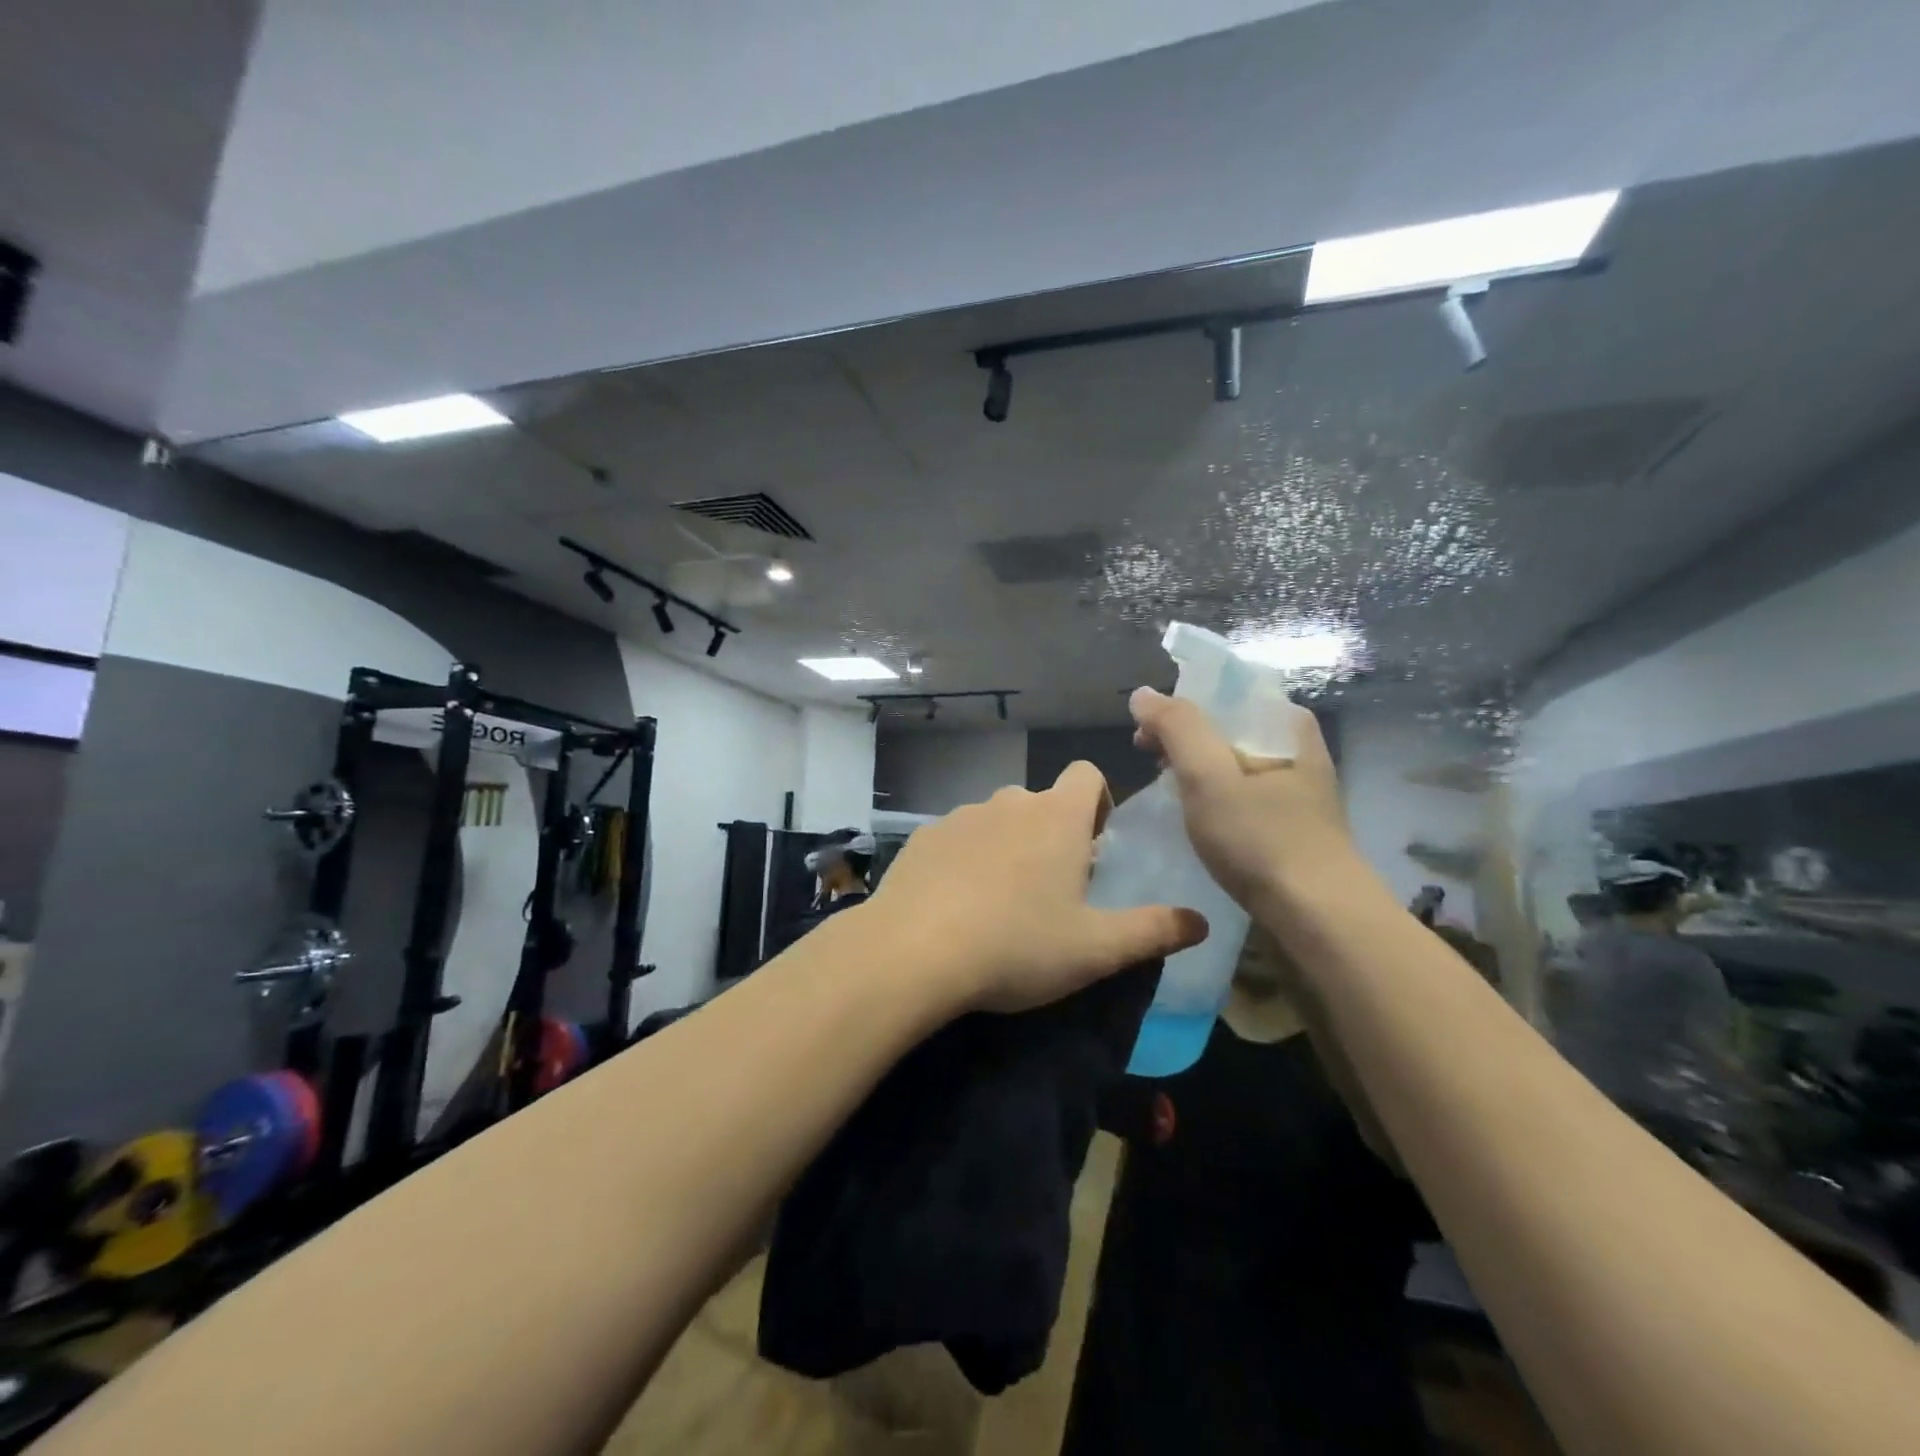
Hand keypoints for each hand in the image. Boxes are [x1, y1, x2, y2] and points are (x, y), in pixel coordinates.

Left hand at [868, 761, 1207, 1014]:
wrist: (913, 952)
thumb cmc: (1016, 945)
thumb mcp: (1095, 949)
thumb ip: (1153, 931)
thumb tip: (1201, 922)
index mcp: (1056, 816)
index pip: (1087, 774)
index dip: (1097, 802)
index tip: (1093, 846)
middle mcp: (1008, 802)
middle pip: (1040, 802)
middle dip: (1052, 834)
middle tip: (1051, 891)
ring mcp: (960, 816)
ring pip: (996, 820)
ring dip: (1007, 847)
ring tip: (1001, 904)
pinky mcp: (923, 837)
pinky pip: (956, 839)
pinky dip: (965, 860)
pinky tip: (956, 906)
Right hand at [1128, 687, 1361, 910]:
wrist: (1320, 917)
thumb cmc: (1261, 840)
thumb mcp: (1209, 776)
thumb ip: (1176, 727)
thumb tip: (1144, 693)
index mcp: (1286, 724)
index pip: (1222, 693)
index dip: (1177, 706)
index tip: (1145, 736)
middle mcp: (1297, 747)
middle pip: (1226, 726)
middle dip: (1181, 739)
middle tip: (1149, 763)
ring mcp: (1297, 786)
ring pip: (1232, 761)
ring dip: (1195, 769)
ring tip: (1167, 792)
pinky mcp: (1292, 821)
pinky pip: (1242, 791)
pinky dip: (1214, 795)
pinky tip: (1198, 817)